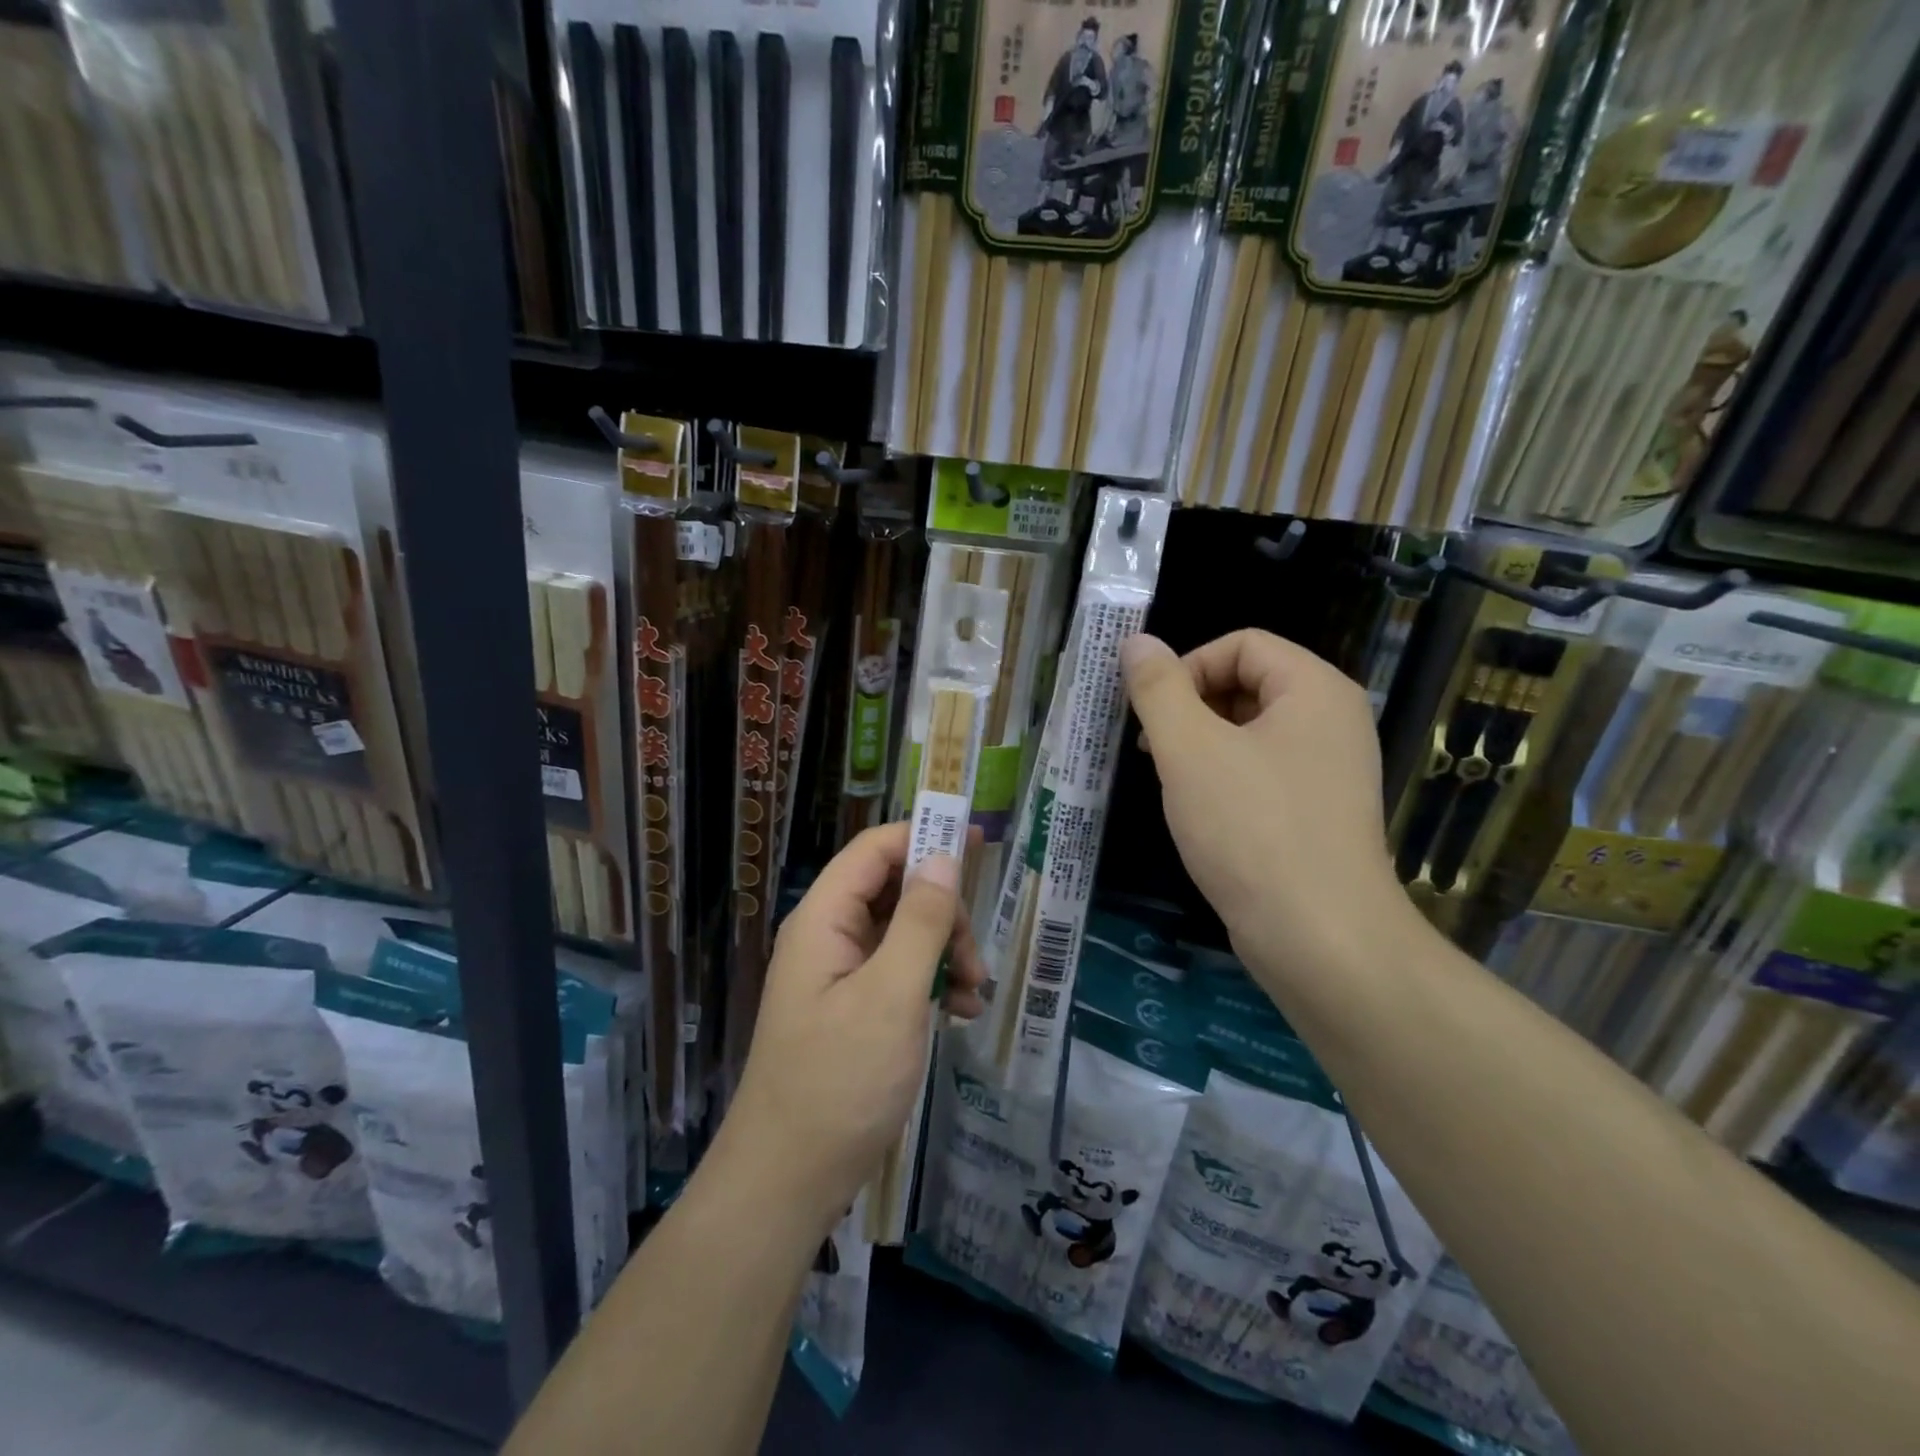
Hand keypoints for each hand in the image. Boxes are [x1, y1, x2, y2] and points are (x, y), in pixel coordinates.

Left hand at [720, 824, 985, 1233]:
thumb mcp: (891, 996)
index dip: (925, 836)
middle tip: (974, 957)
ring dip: (944, 951)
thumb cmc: (839, 1082)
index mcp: (824, 918)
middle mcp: (828, 935)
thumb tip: (944, 857)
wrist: (788, 1181)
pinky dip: (932, 982)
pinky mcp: (852, 1007)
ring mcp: (839, 973)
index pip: (876, 849)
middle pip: (895, 889)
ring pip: (903, 932)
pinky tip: (961, 1013)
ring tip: (974, 993)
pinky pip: (899, 972)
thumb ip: (921, 922)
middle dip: (943, 913)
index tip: (980, 843)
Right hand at [1121, 630, 1416, 990]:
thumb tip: (1136, 642)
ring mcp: (1330, 769)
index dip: (1188, 666)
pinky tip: (1200, 813)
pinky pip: (1263, 771)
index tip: (1152, 712)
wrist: (1319, 938)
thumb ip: (1158, 689)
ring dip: (1202, 744)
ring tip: (1170, 781)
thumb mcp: (1189, 750)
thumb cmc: (1251, 829)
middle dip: (1191, 707)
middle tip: (1153, 748)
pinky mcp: (1319, 812)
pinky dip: (1225, 778)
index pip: (1242, 643)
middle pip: (1249, 682)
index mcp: (1315, 689)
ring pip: (1251, 731)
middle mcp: (1333, 720)